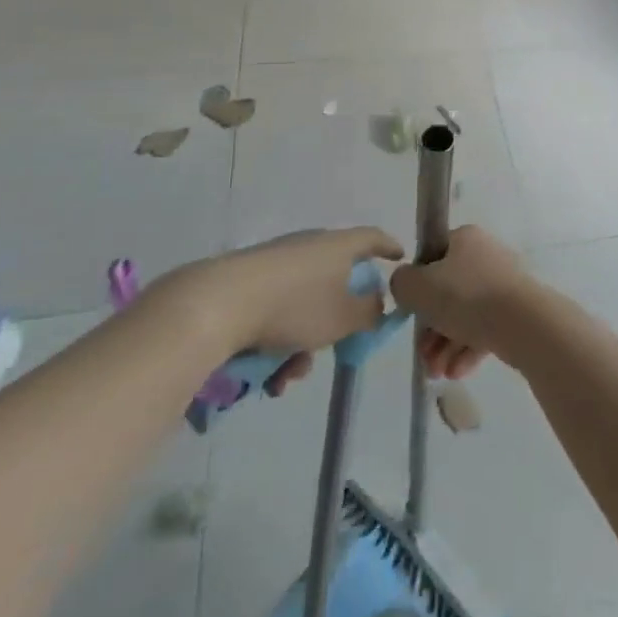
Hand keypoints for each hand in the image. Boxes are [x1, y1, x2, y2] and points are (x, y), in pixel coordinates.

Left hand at [173, 227, 404, 369]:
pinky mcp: (247, 281)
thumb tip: (376, 303)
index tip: (398, 259)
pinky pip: (276, 311)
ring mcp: (276, 262)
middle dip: (336, 322)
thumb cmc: (294, 306)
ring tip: (285, 378)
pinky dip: (277, 341)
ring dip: (302, 343)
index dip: (388, 248)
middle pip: (335, 280)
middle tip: (335, 348)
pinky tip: (265, 376)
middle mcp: (309, 246)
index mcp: (338, 245)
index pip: (372, 238)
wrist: (218, 304)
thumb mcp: (344, 317)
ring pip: (303, 304)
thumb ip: (369, 312)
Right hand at [390, 226, 531, 380]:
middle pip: (447, 292)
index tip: (411, 313)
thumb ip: (402, 283)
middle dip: (431, 329)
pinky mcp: (515, 311)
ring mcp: (503, 284)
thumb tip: (406, 284)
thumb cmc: (464, 296)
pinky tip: (456, 372)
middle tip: (423, 354)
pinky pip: (484, 329)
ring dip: (445, 346)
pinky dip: (467, 350)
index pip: (432, 257)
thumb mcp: (417, 287)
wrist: (521, 320)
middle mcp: (485, 256)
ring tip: (437, 373)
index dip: (418, 286)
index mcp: (465, 239)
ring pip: (465, 315)